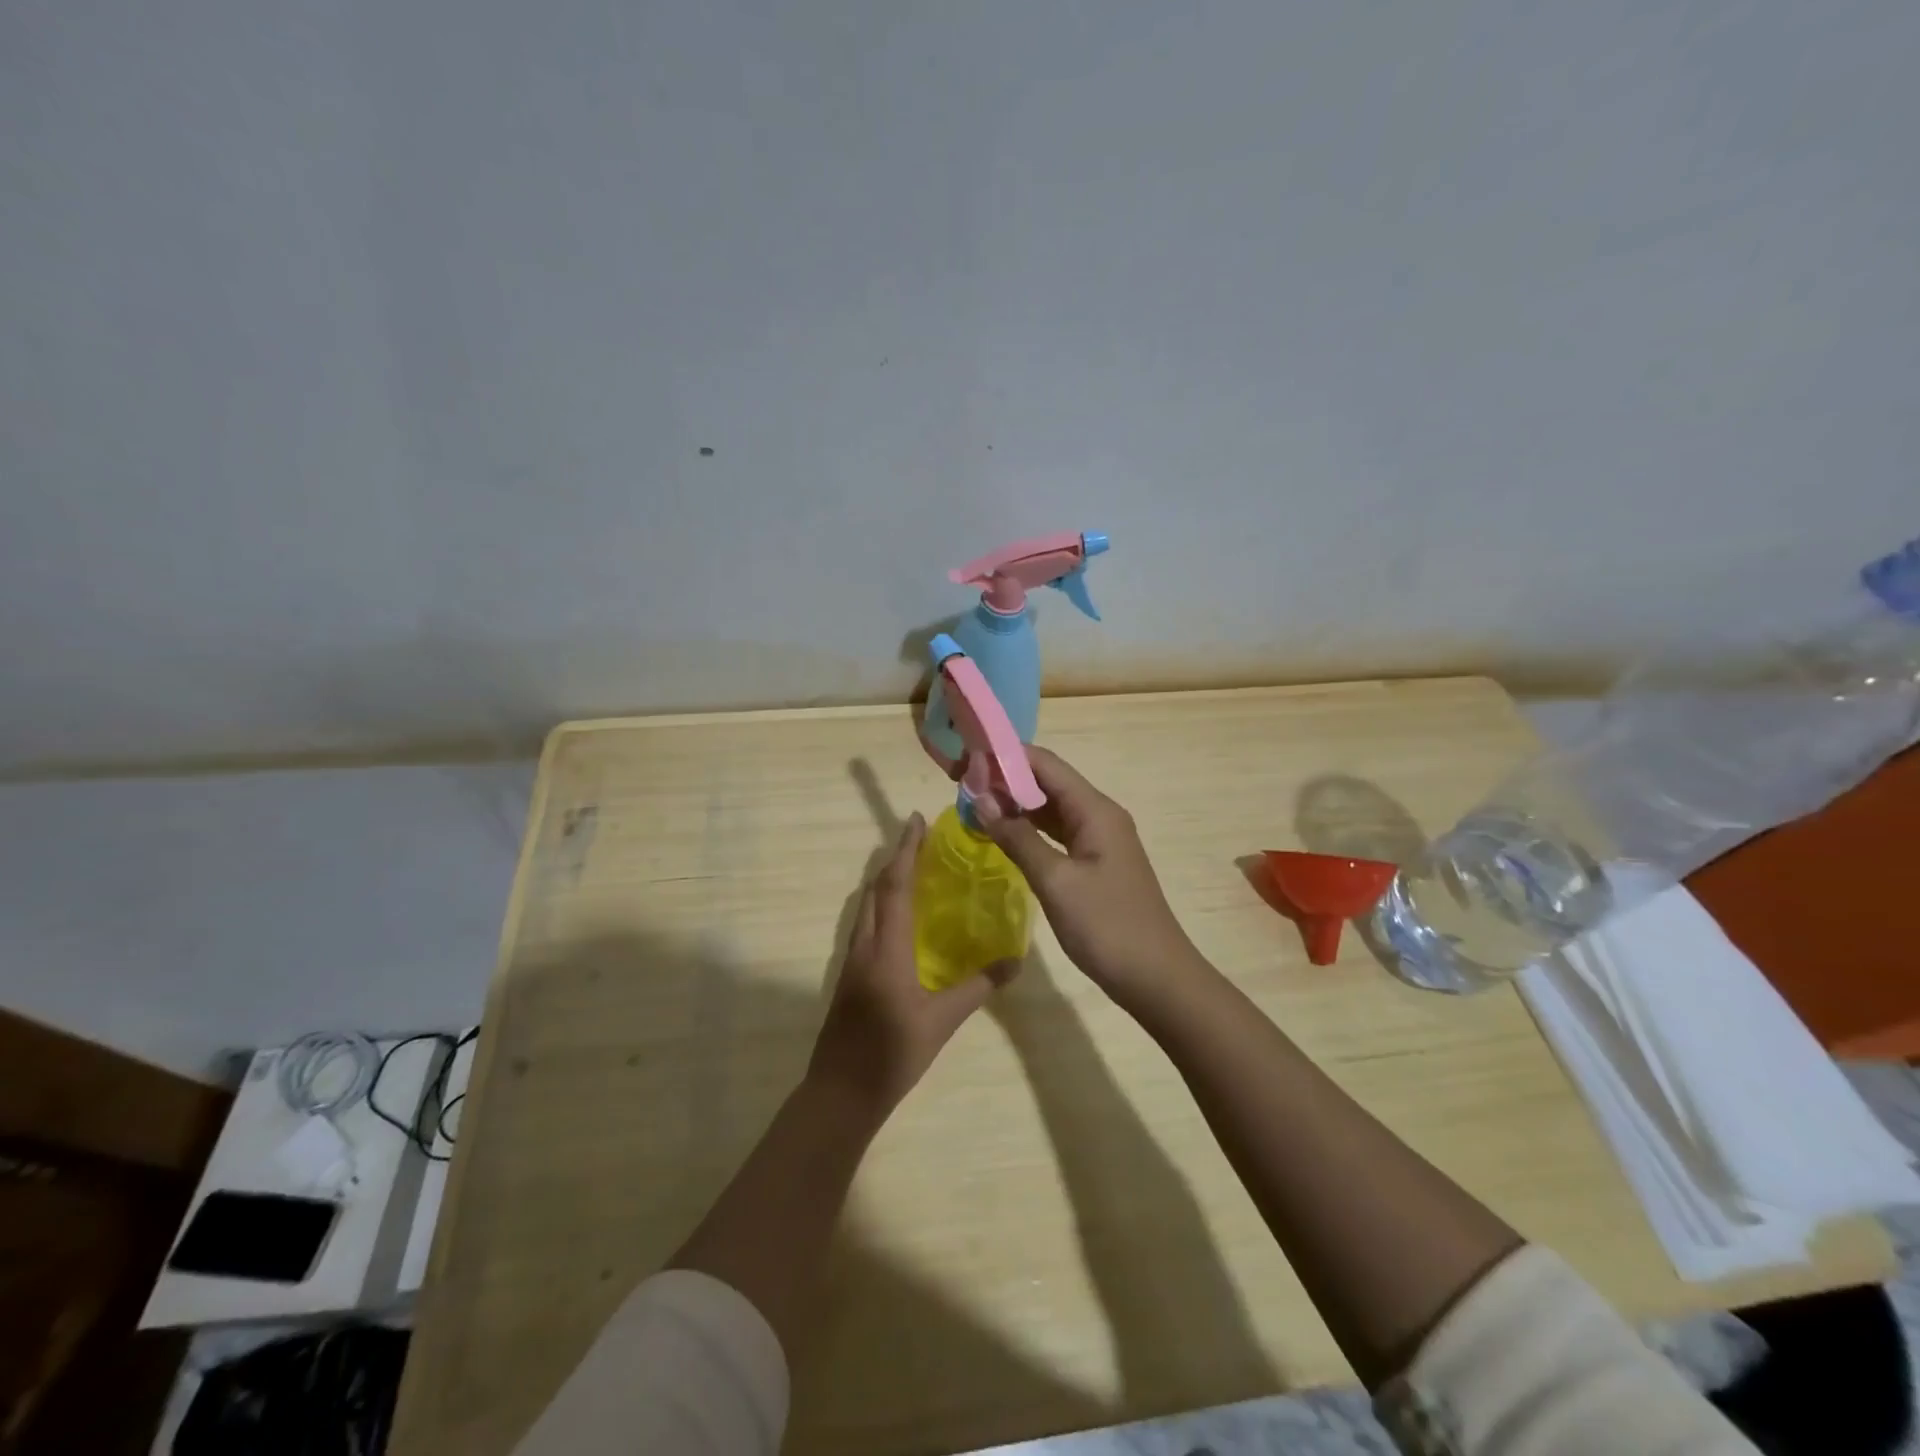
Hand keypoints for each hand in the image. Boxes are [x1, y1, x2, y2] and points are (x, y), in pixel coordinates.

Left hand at [807, 812, 1010, 1119]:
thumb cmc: (891, 1054)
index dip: (906, 850)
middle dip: (896, 857)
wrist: (840, 1092)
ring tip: (912, 865)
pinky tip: (900, 915)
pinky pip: (866, 922)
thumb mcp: (941, 1022)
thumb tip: (1015, 961)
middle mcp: (864, 944)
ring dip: (886, 878)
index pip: (895, 886)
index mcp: (886, 948)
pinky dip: (882, 903)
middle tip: (921, 837)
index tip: (917, 820)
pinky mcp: (850, 974)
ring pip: (867, 904)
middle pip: (876, 888)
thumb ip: (978, 989)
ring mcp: (852, 959)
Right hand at [975, 747, 1203, 1000]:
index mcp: (1094, 810)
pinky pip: (1056, 832)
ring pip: (1050, 808)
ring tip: (973, 804)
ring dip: (1014, 803)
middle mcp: (1098, 815)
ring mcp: (1099, 839)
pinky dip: (1028, 829)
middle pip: (1047, 781)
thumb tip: (980, 799)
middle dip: (1004, 778)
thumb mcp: (1055, 881)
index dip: (1004, 757)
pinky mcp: (1095, 862)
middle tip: (960, 784)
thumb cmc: (1107, 926)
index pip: (1044, 764)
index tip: (964, 761)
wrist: (1156, 978)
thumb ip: (1017, 837)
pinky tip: (1002, 834)